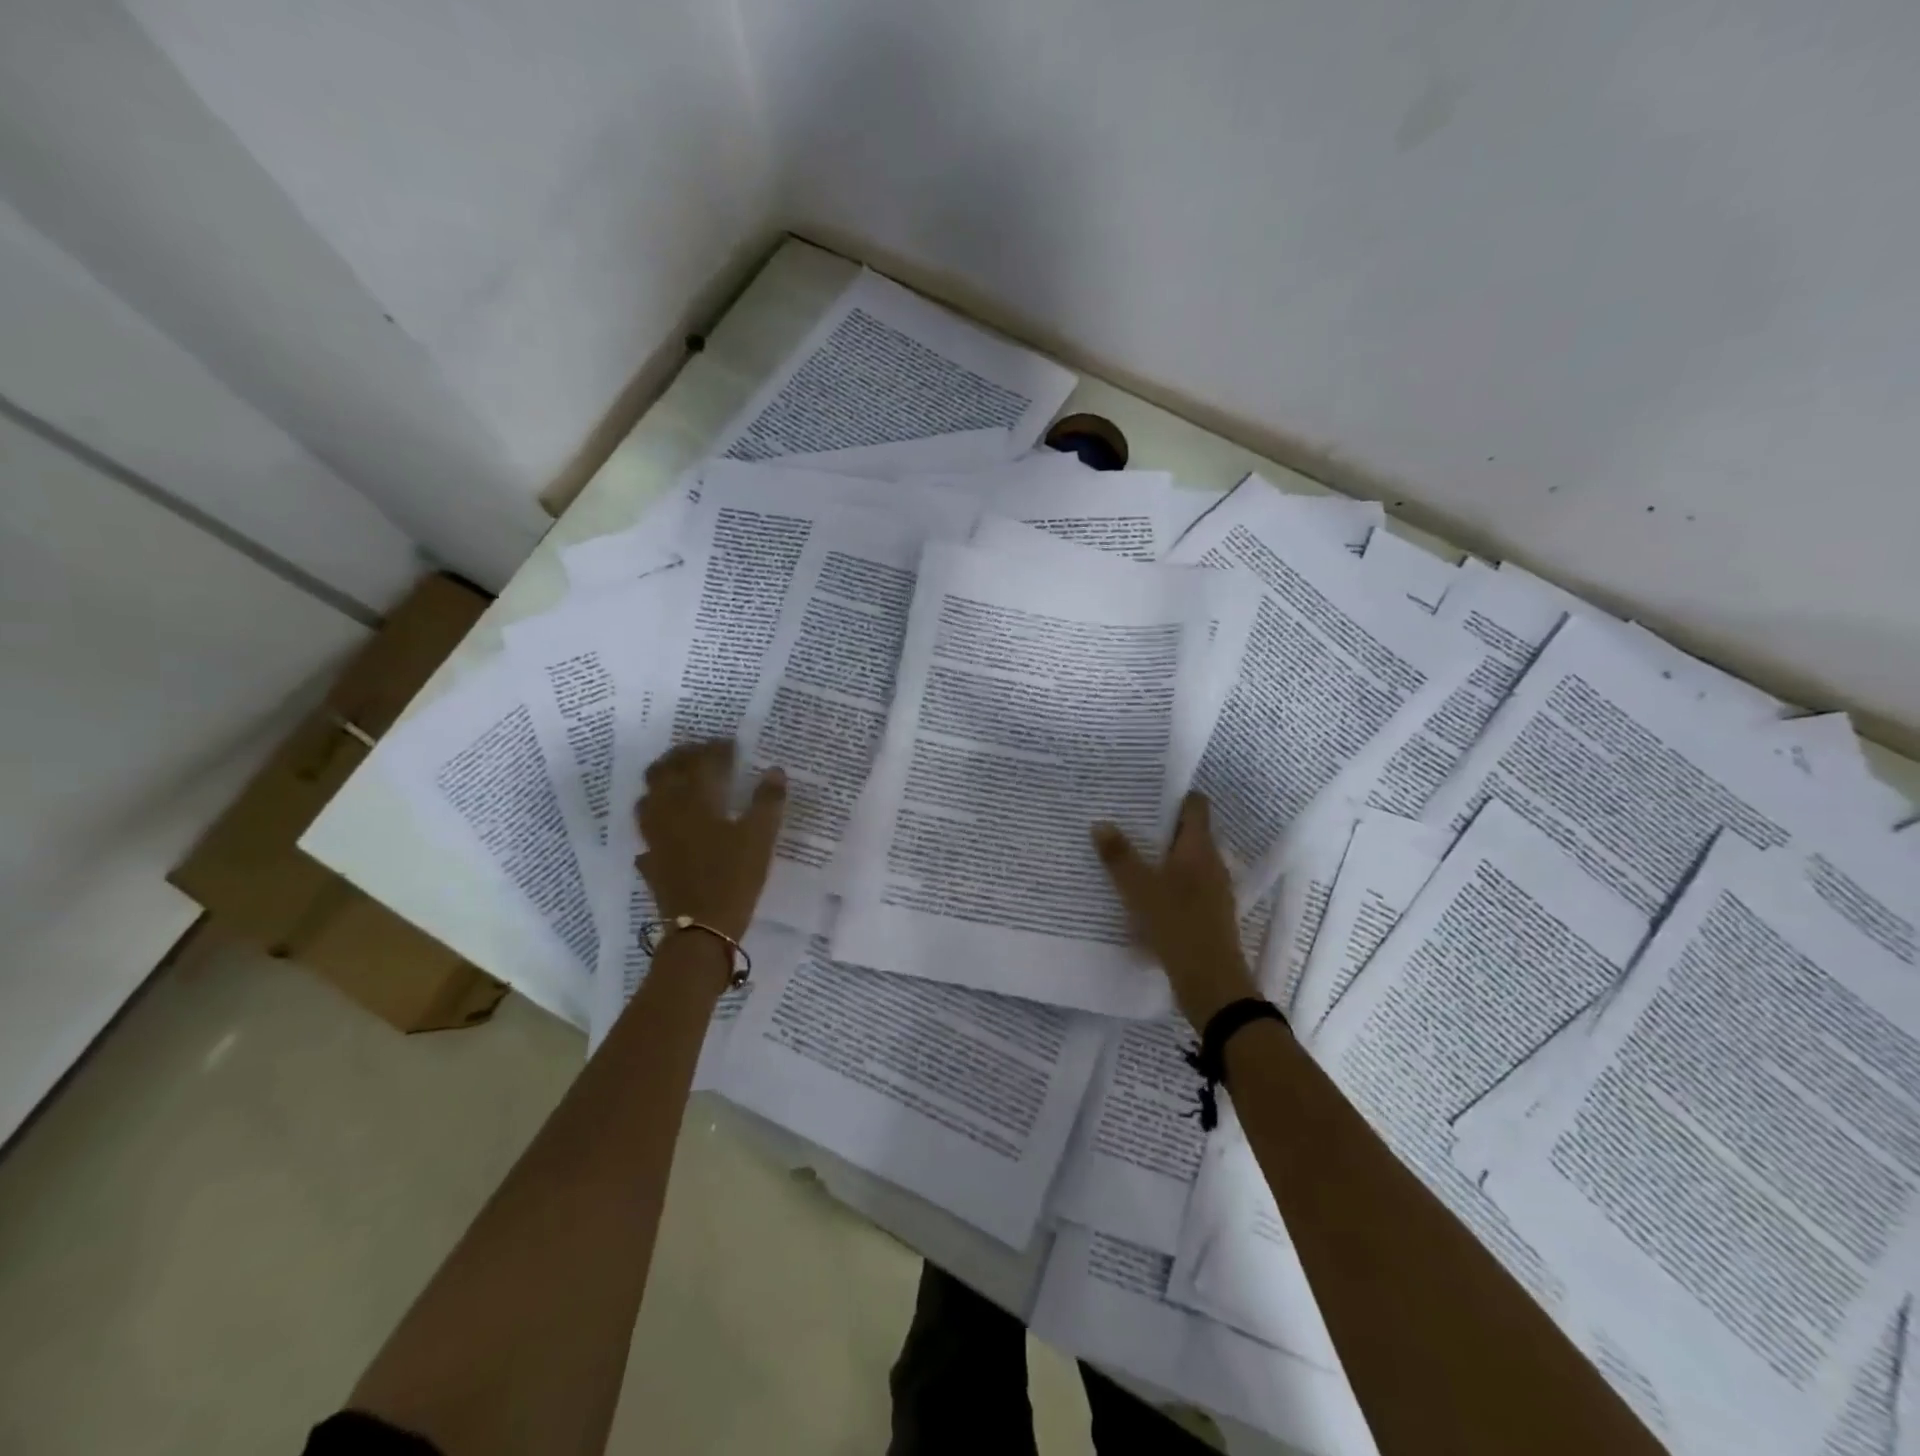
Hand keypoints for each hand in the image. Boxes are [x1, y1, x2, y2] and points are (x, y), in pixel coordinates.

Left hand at [635, 741, 785, 941]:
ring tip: (680, 782)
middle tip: (701, 753)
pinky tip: (669, 830)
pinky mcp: (651, 862)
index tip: (730, 744)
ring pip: (648, 799)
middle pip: (664, 772)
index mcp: (696, 801)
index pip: (702, 762)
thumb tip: (774, 770)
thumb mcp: (761, 837)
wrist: (701, 929)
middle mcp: (668, 812)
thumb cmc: (734, 877)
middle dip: (682, 757)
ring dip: (662, 784)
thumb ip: (768, 801)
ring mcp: (654, 838)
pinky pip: (648, 834)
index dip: (716, 749)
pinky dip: (657, 824)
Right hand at [1092, 793, 1259, 1030]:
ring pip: (1185, 861)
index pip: (1196, 805)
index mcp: (1199, 848)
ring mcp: (1213, 890)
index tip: (1145, 791)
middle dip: (1159, 825)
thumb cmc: (1177, 925)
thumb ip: (1119, 856)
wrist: (1211, 983)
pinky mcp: (1208, 913)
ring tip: (1126, 854)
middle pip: (1188, 832)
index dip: (1174, 795)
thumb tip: (1100, 823)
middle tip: (1124, 819)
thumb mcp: (1139, 889)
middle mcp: (1211, 863)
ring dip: (1160, 856)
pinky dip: (1165, 882)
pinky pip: (1184, 886)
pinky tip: (1140, 893)